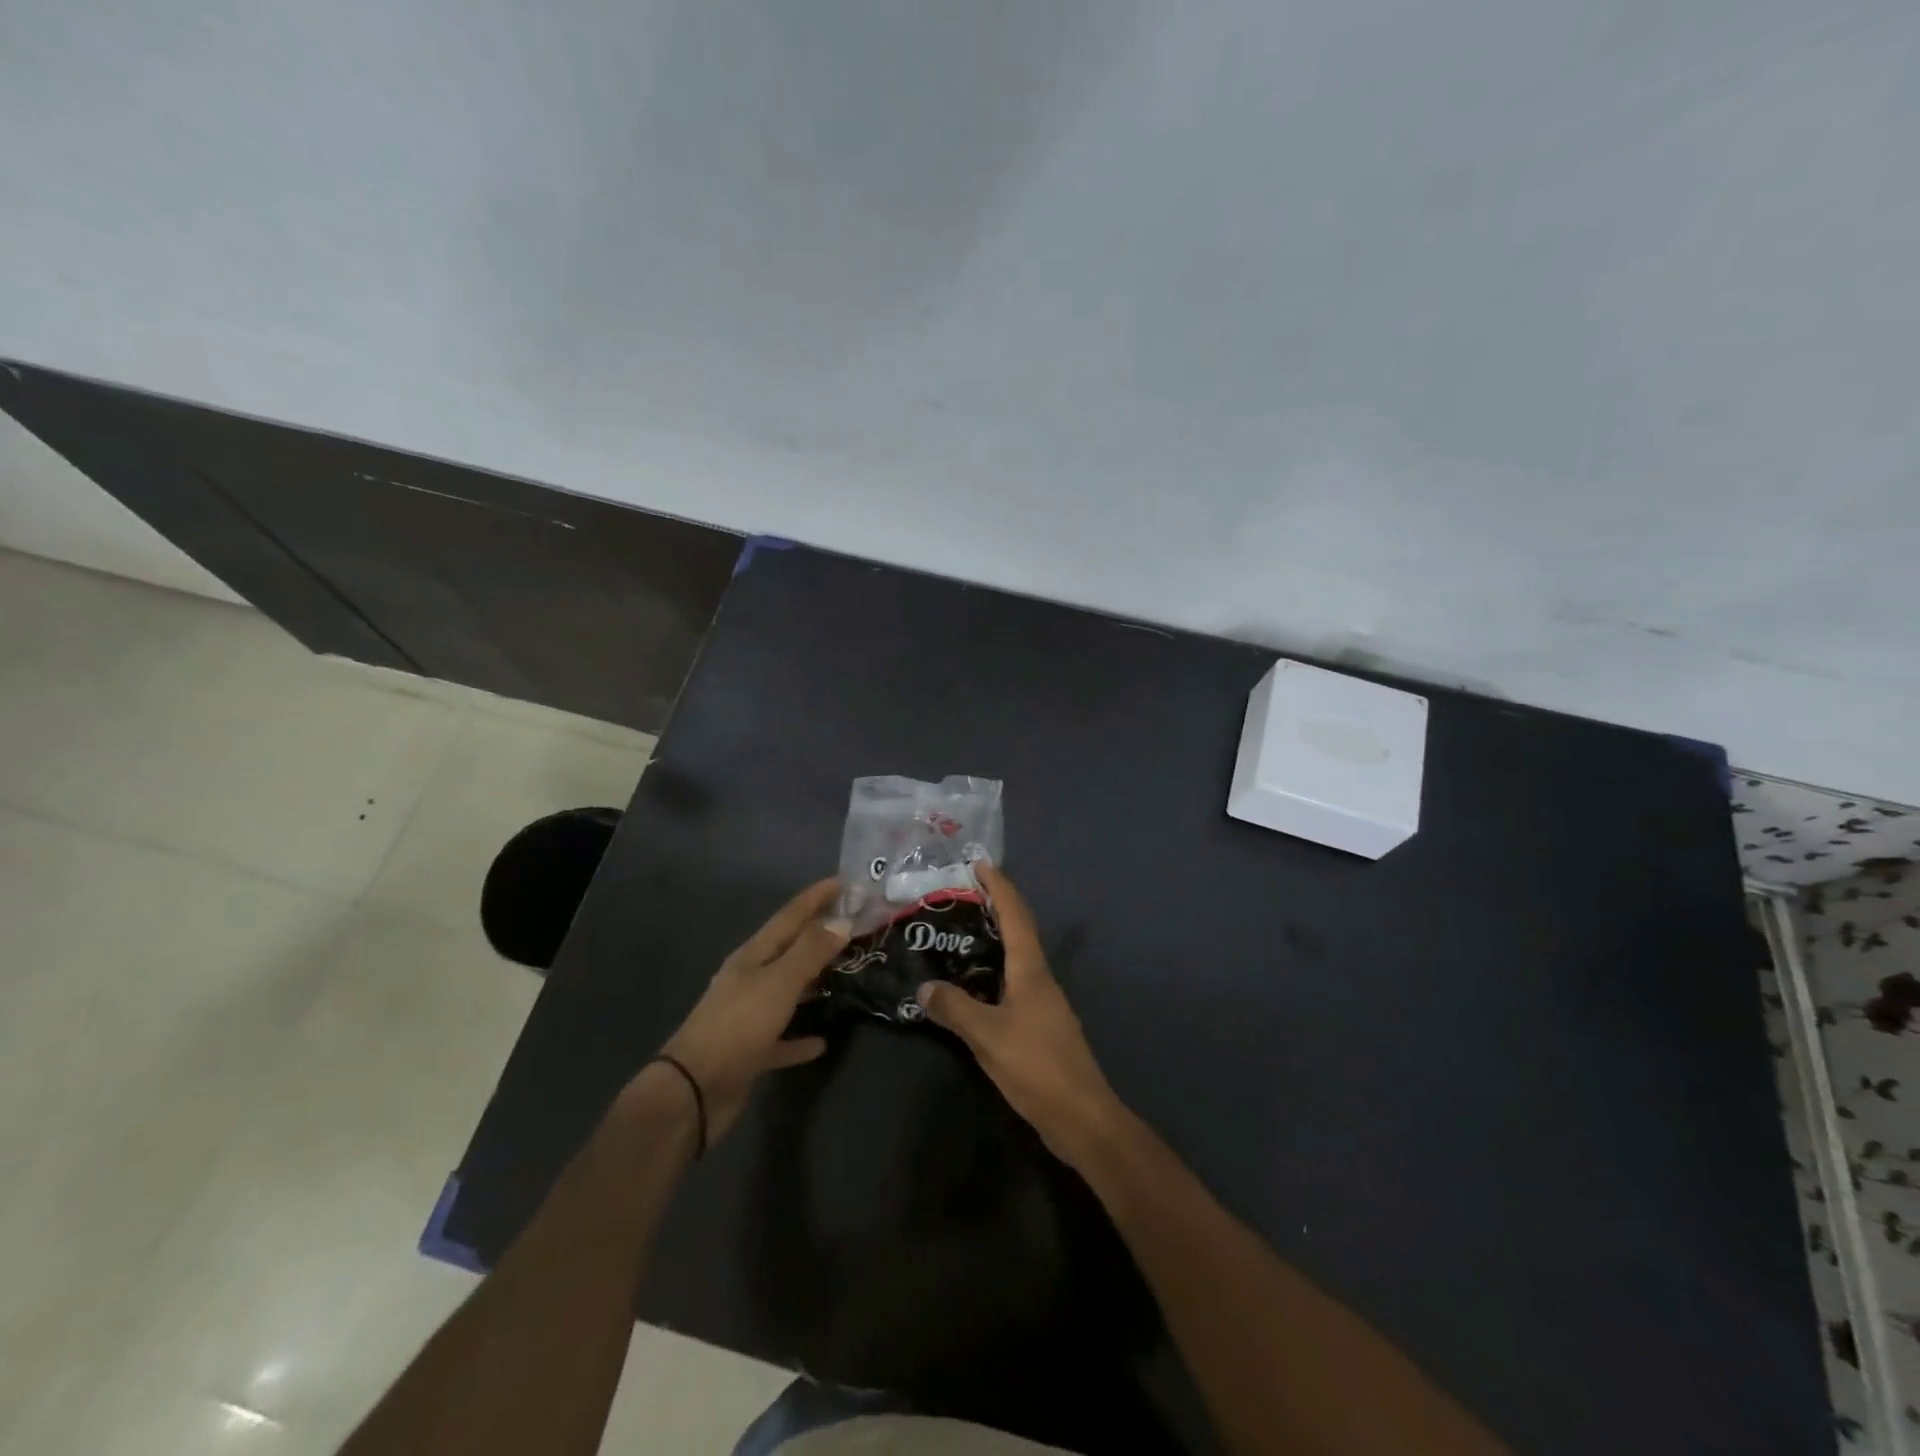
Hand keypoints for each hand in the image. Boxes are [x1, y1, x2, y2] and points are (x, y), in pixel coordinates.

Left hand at [654, 879, 848, 1142]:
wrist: (692, 1092)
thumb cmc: (737, 1027)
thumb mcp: (778, 984)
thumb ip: (810, 952)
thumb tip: (841, 921)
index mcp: (753, 956)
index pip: (790, 916)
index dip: (817, 896)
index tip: (846, 881)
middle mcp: (750, 979)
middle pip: (790, 948)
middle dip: (820, 933)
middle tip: (855, 923)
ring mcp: (748, 1015)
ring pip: (788, 989)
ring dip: (814, 979)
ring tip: (846, 971)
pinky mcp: (750, 1051)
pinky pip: (782, 1037)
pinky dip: (801, 1036)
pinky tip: (822, 1041)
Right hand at [915, 863, 1121, 1164]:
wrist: (1081, 1116)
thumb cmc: (1038, 1067)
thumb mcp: (989, 1036)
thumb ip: (955, 1009)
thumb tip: (924, 987)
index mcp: (1031, 970)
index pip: (1016, 915)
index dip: (999, 886)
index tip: (979, 863)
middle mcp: (1039, 977)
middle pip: (1018, 930)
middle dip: (994, 907)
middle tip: (958, 895)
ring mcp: (1042, 1002)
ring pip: (1015, 957)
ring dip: (992, 939)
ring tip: (957, 933)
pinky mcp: (1038, 1024)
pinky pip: (1011, 983)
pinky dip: (991, 971)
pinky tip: (969, 984)